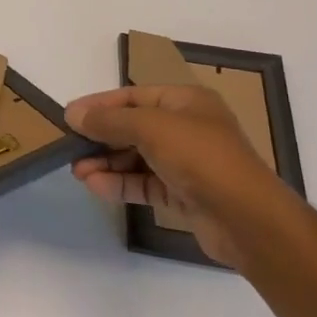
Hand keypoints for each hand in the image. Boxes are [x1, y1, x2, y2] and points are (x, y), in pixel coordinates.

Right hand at [67, 85, 282, 266]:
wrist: (247, 219)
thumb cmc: (200, 156)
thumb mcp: (149, 127)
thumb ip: (109, 120)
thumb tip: (73, 114)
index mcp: (186, 101)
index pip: (133, 96)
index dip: (100, 104)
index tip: (69, 116)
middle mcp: (187, 128)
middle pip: (133, 127)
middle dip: (101, 137)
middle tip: (70, 147)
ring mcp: (187, 163)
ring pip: (137, 158)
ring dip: (106, 163)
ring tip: (77, 172)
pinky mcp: (184, 195)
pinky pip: (145, 183)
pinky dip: (120, 183)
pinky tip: (95, 185)